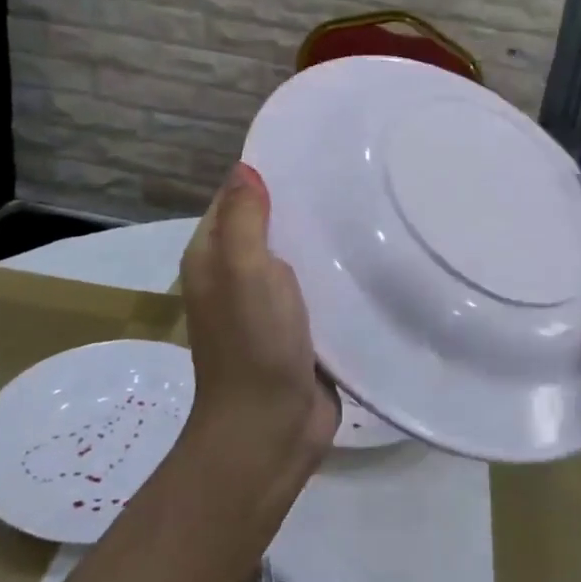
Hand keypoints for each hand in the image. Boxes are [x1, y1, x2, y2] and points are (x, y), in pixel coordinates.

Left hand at [179, 163, 338, 477]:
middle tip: (349, 173)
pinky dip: (335, 268)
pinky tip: (367, 252)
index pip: (235, 198)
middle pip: (268, 222)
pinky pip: (317, 283)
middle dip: (301, 201)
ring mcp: (269, 302)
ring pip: (296, 253)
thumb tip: (245, 168)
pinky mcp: (299, 324)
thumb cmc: (254, 345)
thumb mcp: (244, 273)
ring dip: (322, 236)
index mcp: (213, 257)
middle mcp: (237, 274)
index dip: (264, 174)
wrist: (271, 430)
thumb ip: (243, 221)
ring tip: (365, 204)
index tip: (311, 151)